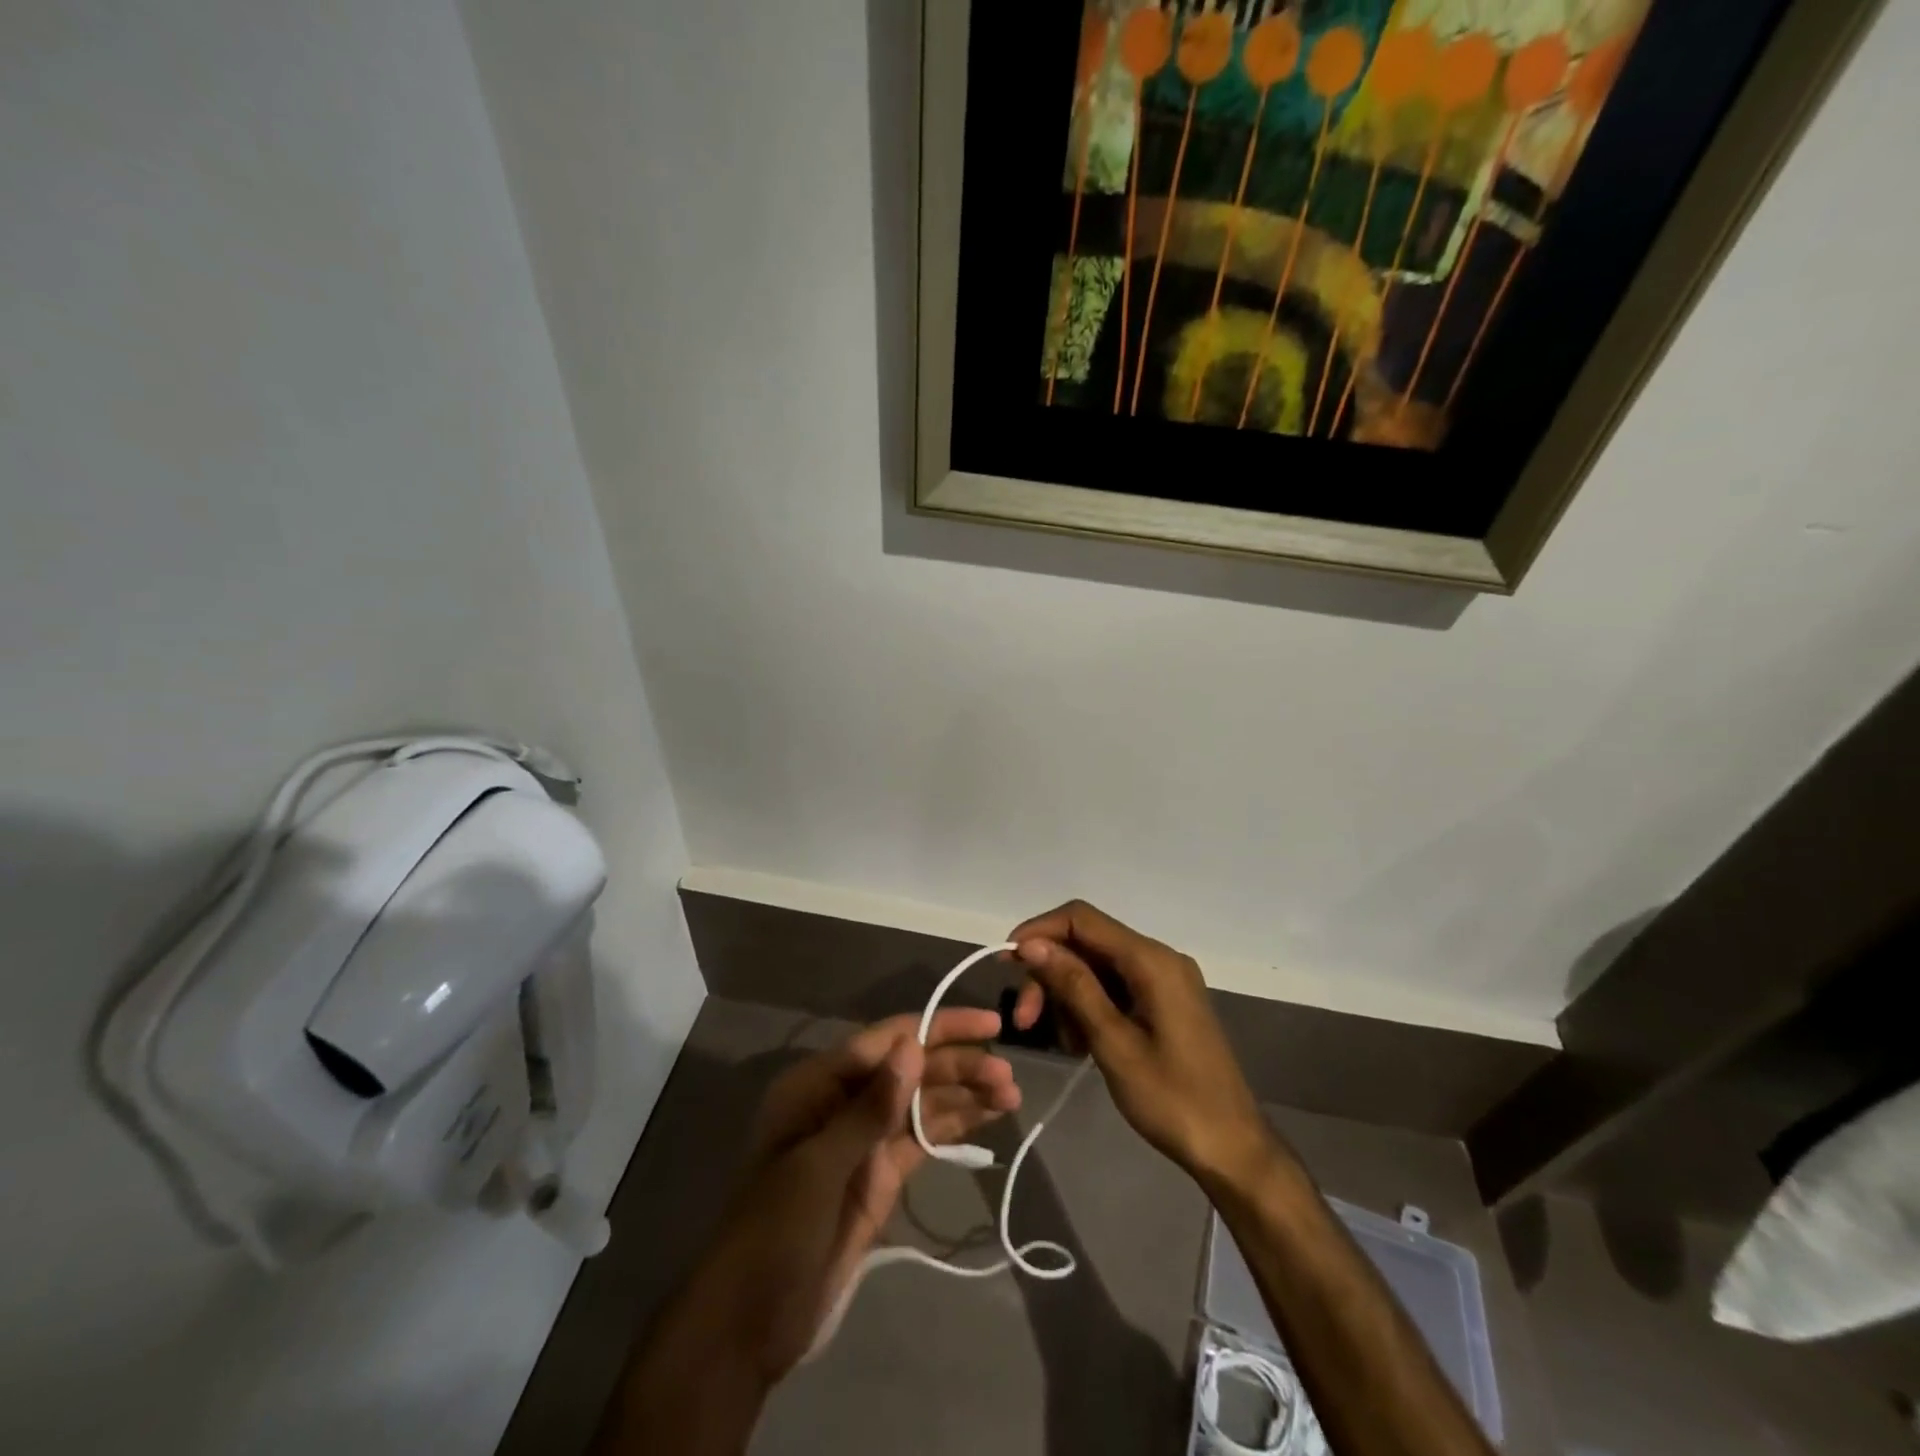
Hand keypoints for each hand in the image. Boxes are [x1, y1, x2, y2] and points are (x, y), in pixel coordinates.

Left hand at [700, 1009, 1018, 1381]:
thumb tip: (913, 1045)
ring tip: (1010, 1094)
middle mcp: (844, 1101)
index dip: (939, 1027)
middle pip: (910, 1069)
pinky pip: (922, 1138)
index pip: (888, 1040)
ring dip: (964, 1095)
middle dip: (959, 1067)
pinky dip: (954, 1126)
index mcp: (819, 1083)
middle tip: (1008, 1077)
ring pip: (922, 1102)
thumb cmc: (774, 1233)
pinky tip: (987, 1117)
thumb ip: (870, 1107)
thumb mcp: (820, 1167)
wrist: (749, 1325)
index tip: (989, 1026)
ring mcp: (864, 1140)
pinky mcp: (880, 1175)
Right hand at [1009, 901, 1276, 1189]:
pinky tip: (1079, 1044)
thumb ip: (1074, 987)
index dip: (1039, 931)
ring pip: (1096, 968)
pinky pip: (1114, 988)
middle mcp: (1158, 958)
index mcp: (1151, 960)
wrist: (1232, 1148)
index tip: (1007, 961)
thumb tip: (1032, 944)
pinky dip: (1089, 1007)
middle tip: (1024, 1020)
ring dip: (1066, 996)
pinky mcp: (1163, 1002)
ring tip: (1057, 1041)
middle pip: (1086, 944)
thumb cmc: (1173, 1099)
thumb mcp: (1113, 1043)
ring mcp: (1163, 980)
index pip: (1082, 919)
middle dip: (1050, 974)